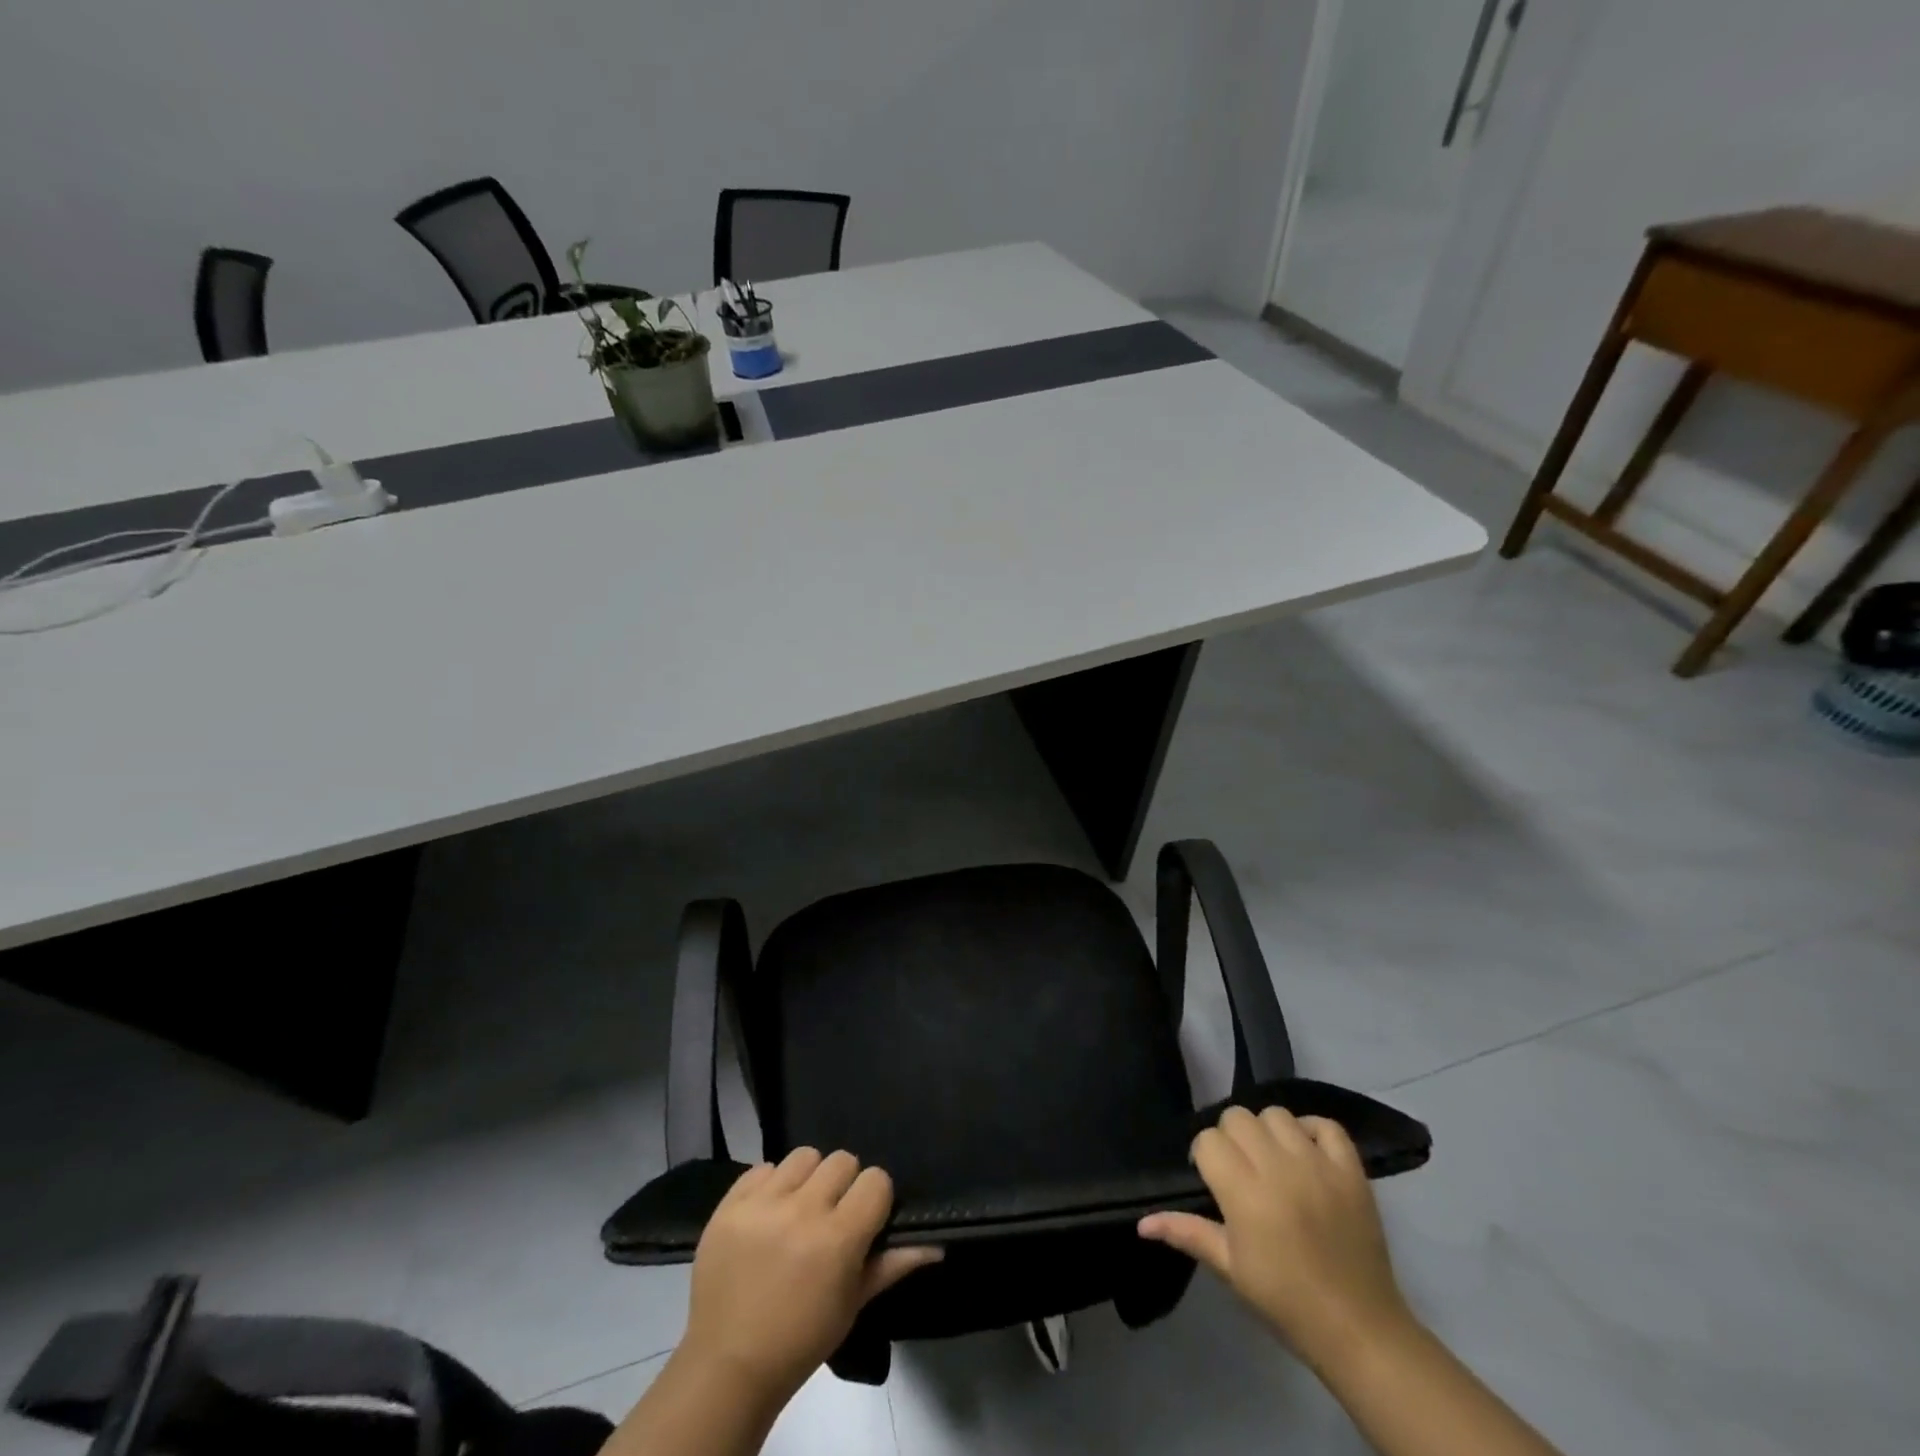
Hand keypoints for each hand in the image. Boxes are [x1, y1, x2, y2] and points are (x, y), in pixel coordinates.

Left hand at [679, 1148, 941, 1402]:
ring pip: (803, 1156)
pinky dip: (770, 1184)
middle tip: (832, 1215)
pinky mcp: (730, 1204)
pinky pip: (763, 1167)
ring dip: (808, 1178)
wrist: (728, 1365)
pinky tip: (768, 1213)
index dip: (874, 1198)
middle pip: (841, 1160)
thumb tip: (937, 1244)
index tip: (865, 1219)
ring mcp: (762, 1205)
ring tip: (799, 1209)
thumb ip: (893, 1264)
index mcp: (837, 1238)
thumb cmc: (801, 1339)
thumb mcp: (852, 1305)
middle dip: (843, 1184)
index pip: (875, 1180)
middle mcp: (801, 1211)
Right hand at [1139, 1107, 1412, 1371]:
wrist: (1359, 1331)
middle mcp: (1278, 1167)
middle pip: (1238, 1117)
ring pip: (1277, 1114)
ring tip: (1274, 1162)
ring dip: (1268, 1132)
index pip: (1208, 1140)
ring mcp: (1318, 1165)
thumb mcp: (1230, 1269)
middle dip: (1231, 1138)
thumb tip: (1142, 1222)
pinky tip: (1306, 1154)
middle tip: (1241, 1171)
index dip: (1205, 1156)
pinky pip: (1326, 1125)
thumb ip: (1187, 1232)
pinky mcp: (1351, 1170)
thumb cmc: (1286, 1302)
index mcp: (1244, 1193)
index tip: (1213, 1182)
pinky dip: (1313, 1131)